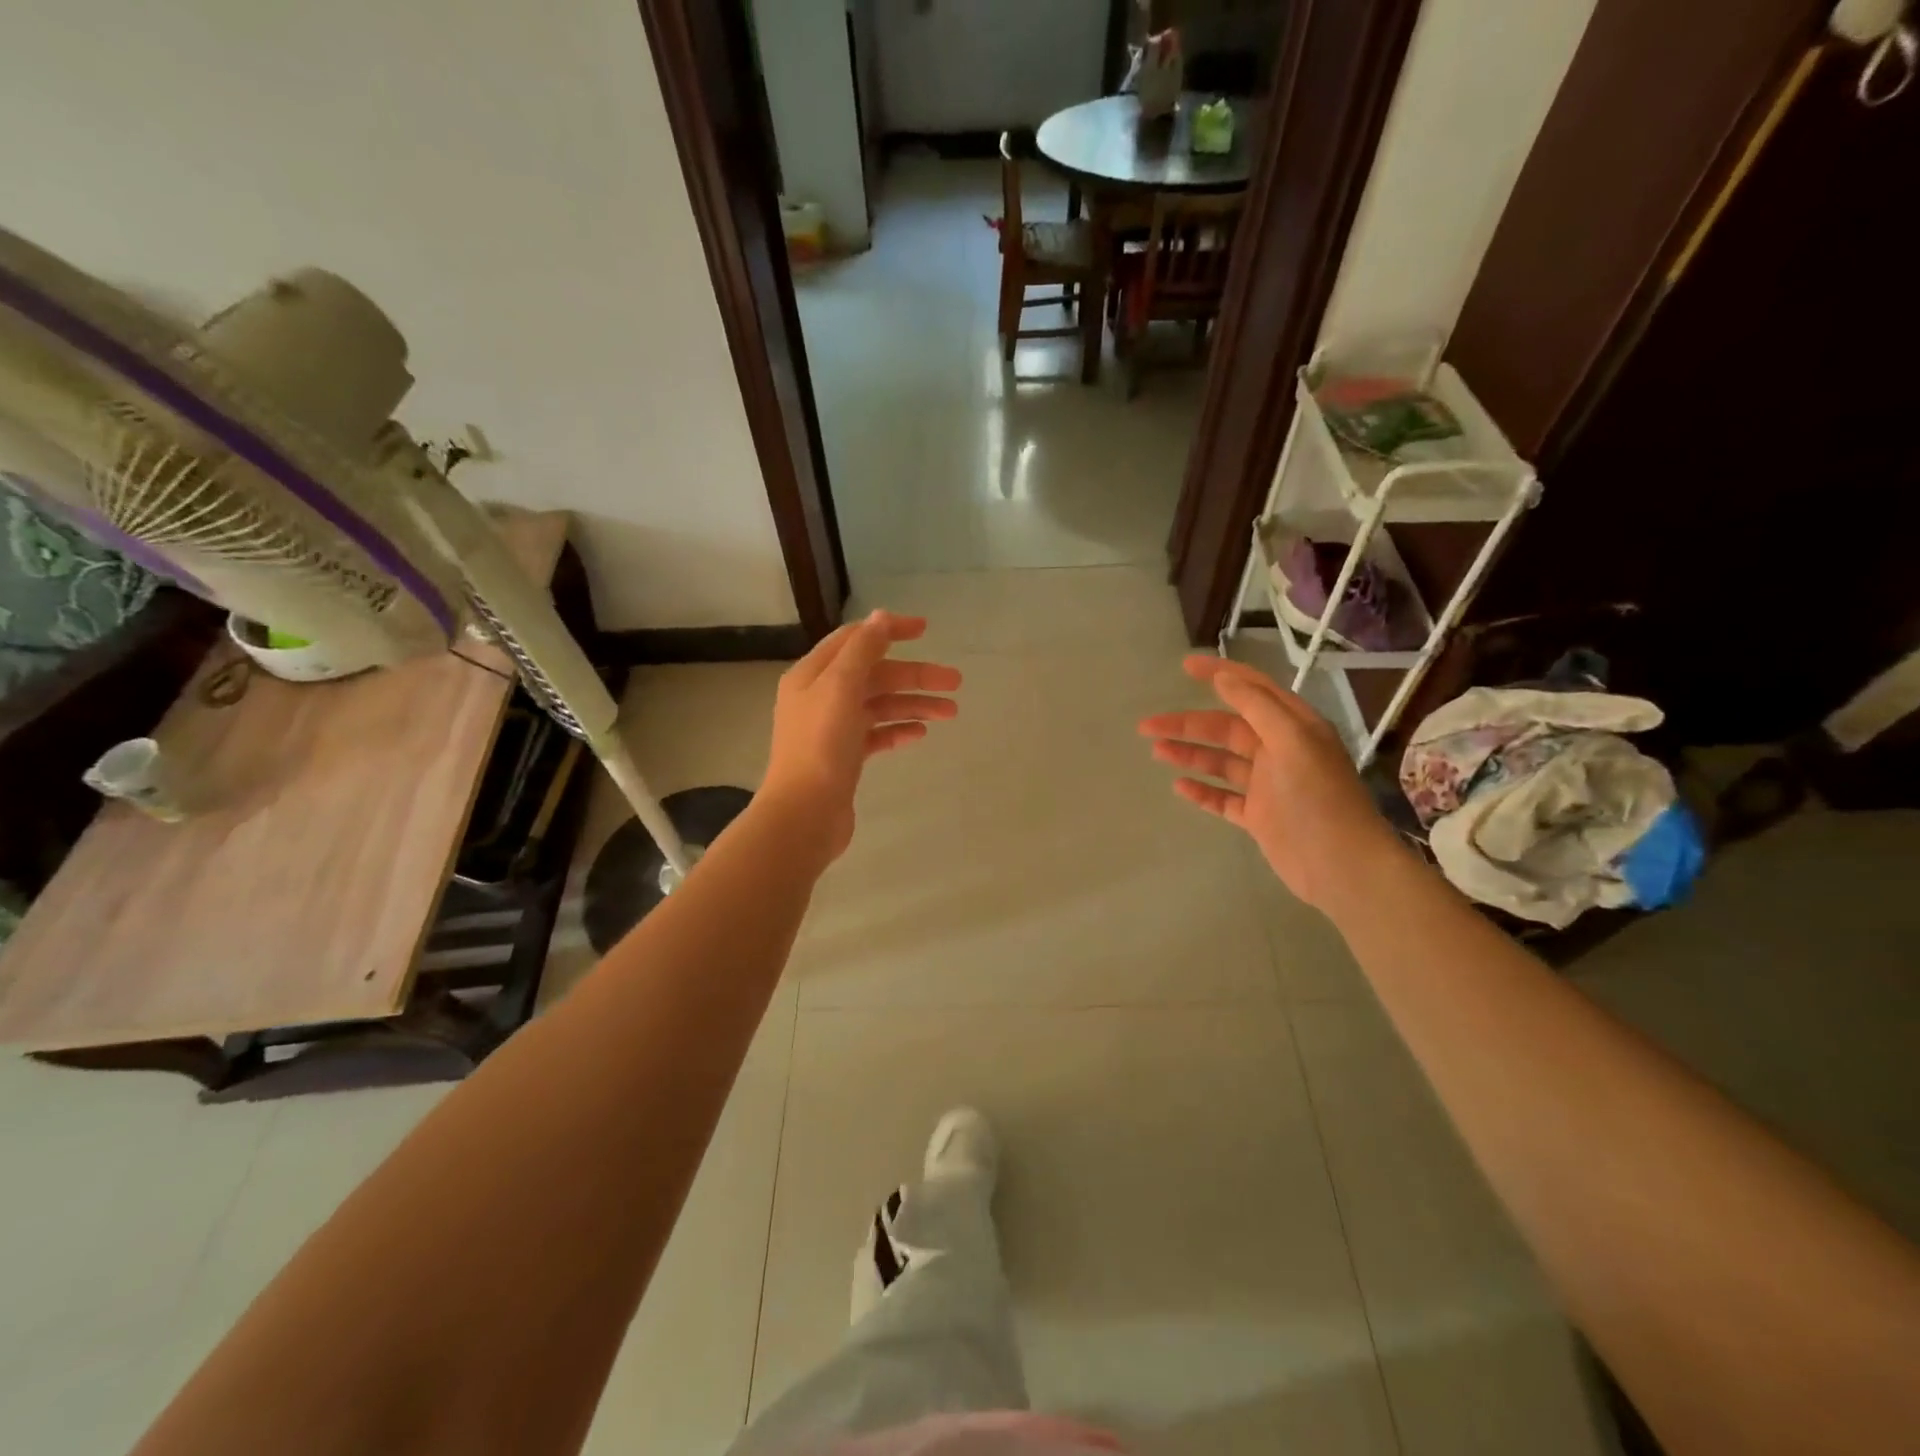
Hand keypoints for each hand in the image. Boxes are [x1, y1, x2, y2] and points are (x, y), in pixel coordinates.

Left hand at [761, 610, 960, 861]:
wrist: (804, 814)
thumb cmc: (821, 747)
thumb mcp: (841, 688)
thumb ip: (863, 650)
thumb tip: (881, 617)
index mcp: (813, 675)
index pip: (855, 640)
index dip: (889, 631)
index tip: (925, 630)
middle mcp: (821, 697)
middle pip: (874, 675)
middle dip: (914, 676)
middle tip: (955, 683)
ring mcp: (833, 729)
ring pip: (879, 705)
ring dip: (914, 704)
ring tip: (950, 713)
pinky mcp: (844, 758)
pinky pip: (876, 734)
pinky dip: (898, 729)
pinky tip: (921, 734)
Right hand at [1140, 656, 1396, 910]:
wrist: (1340, 865)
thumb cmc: (1318, 798)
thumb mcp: (1292, 741)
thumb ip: (1257, 707)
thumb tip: (1224, 677)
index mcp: (1294, 726)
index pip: (1252, 689)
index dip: (1219, 674)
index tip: (1185, 665)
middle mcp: (1280, 751)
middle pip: (1226, 728)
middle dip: (1188, 724)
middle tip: (1147, 725)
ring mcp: (1268, 785)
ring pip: (1220, 762)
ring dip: (1189, 754)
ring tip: (1156, 751)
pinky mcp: (1259, 816)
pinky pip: (1223, 798)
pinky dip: (1202, 791)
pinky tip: (1179, 786)